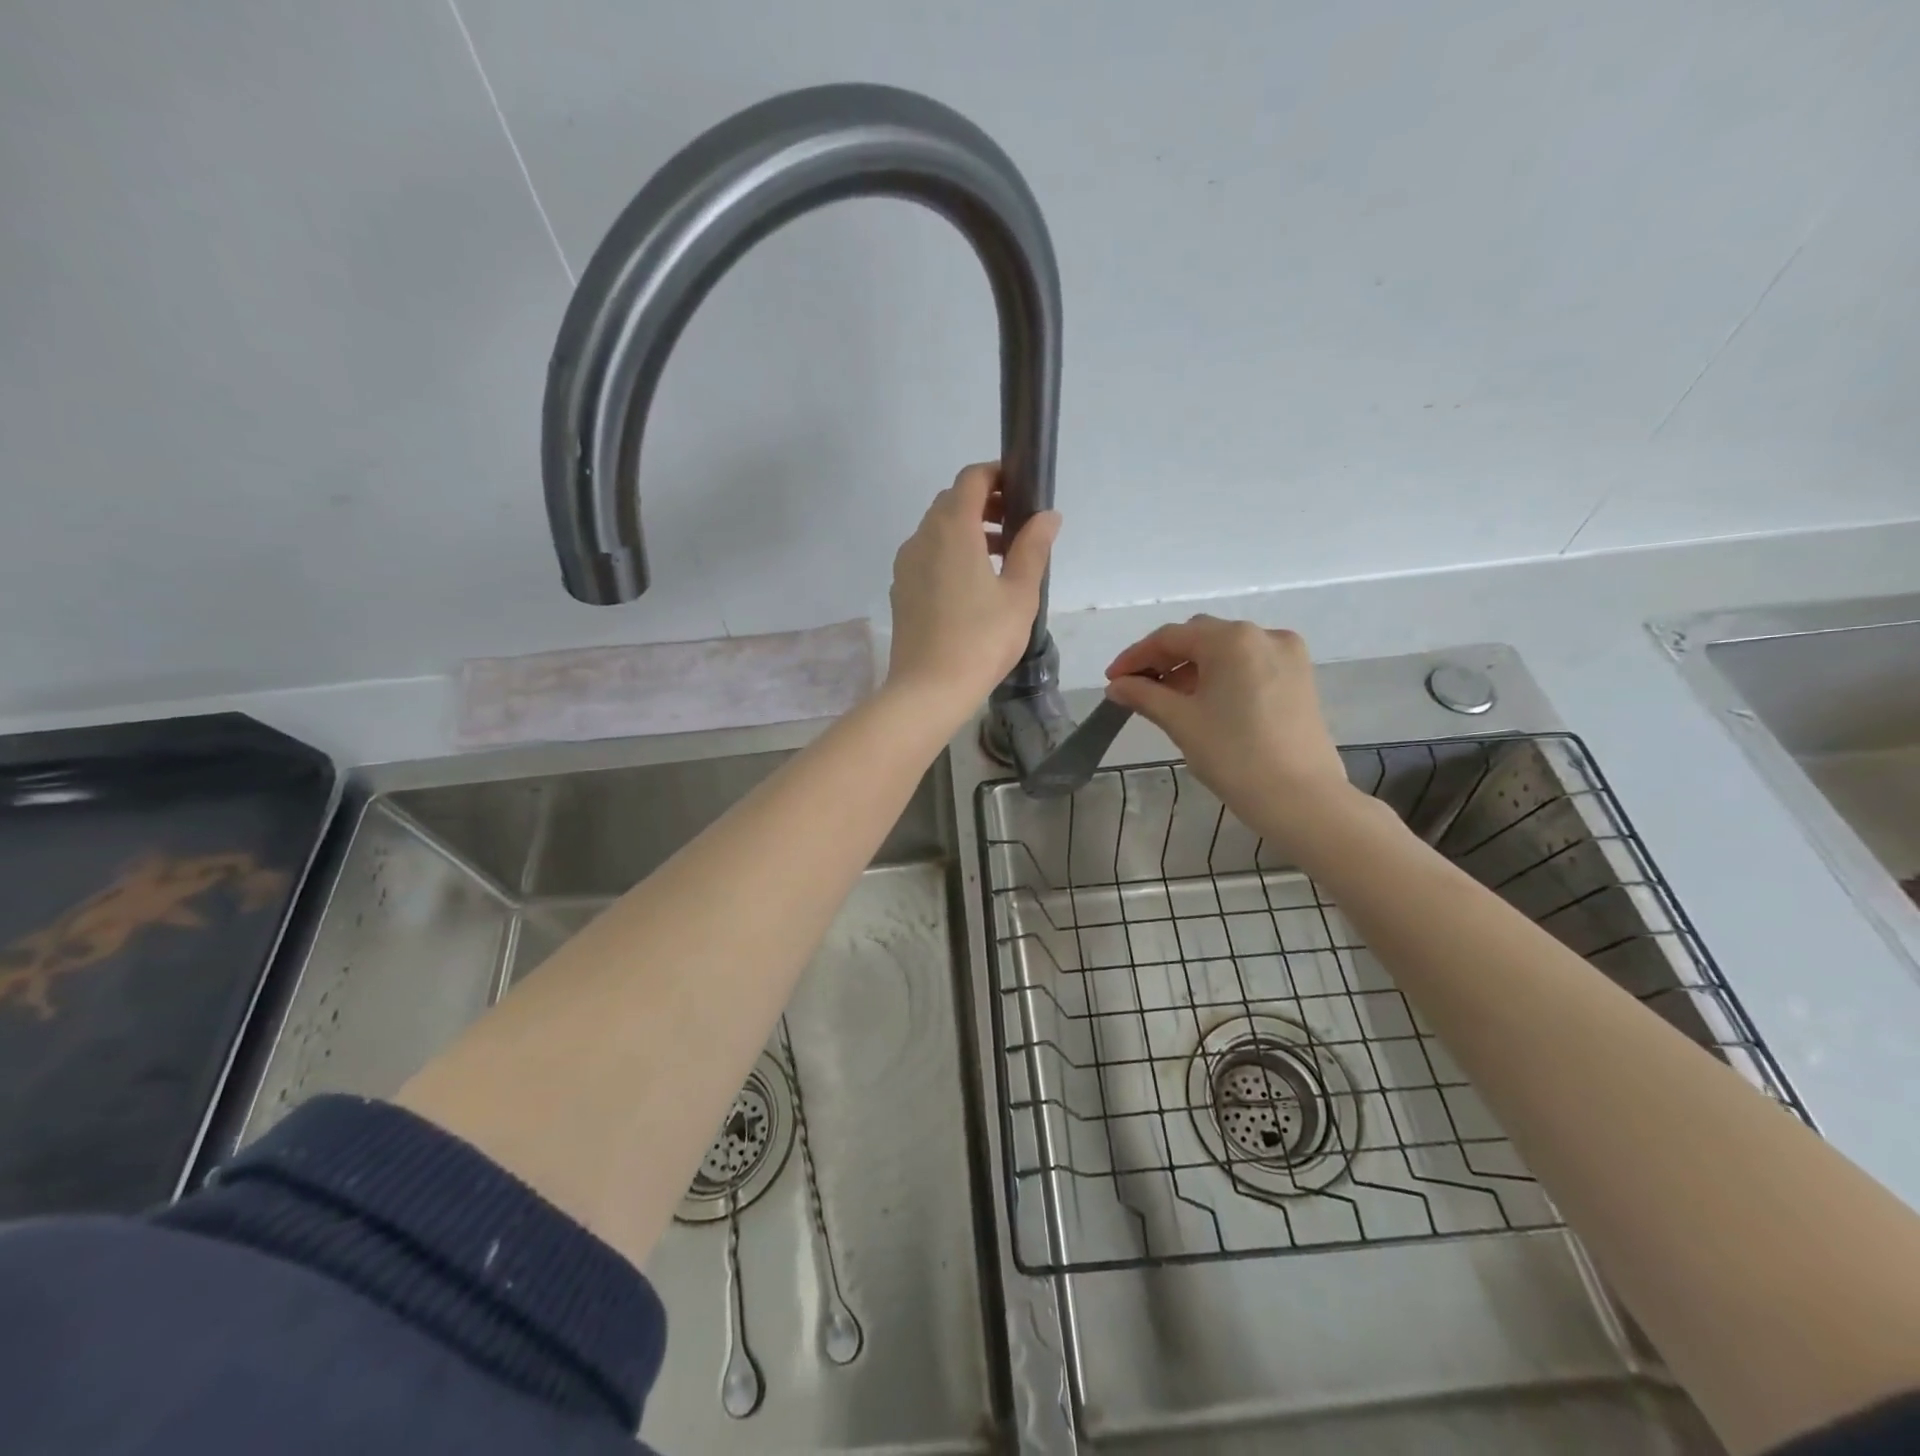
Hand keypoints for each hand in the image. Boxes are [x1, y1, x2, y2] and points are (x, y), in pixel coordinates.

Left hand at [886, 462, 1060, 714]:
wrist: (927, 689)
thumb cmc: (981, 639)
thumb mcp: (1019, 594)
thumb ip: (1033, 548)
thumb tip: (1047, 516)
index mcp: (952, 528)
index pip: (971, 479)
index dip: (997, 475)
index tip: (1022, 490)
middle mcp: (922, 537)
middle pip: (952, 502)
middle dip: (984, 504)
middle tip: (1016, 526)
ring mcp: (905, 565)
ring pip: (937, 531)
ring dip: (967, 531)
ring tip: (999, 558)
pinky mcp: (900, 590)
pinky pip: (926, 557)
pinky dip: (949, 554)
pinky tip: (971, 587)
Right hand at [1105, 616, 1359, 856]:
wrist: (1301, 798)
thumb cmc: (1234, 755)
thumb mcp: (1181, 722)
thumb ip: (1144, 696)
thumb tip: (1117, 686)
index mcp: (1232, 639)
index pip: (1171, 637)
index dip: (1136, 657)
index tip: (1112, 680)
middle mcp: (1263, 635)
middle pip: (1200, 637)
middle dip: (1165, 659)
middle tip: (1136, 687)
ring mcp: (1287, 655)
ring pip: (1226, 651)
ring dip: (1192, 668)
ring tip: (1167, 699)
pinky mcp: (1300, 678)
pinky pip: (1249, 665)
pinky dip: (1221, 676)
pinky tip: (1204, 702)